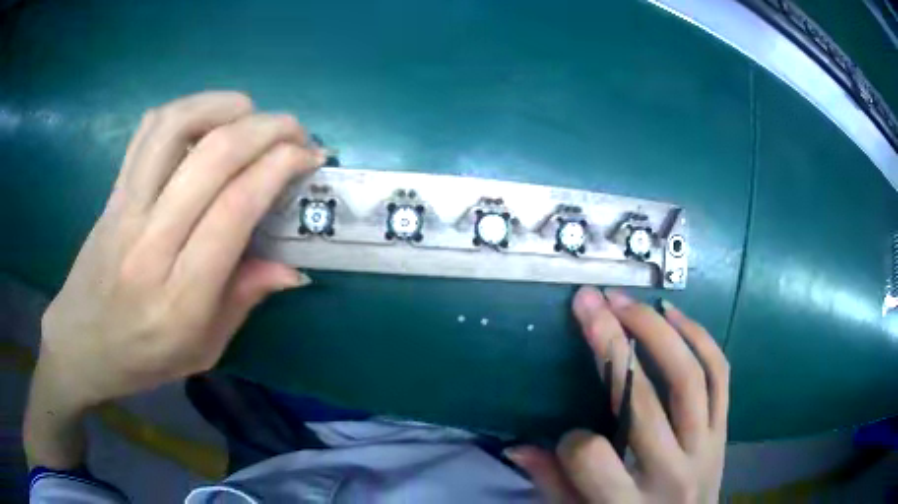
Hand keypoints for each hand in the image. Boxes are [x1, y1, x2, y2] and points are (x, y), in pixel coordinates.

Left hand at [26, 91, 322, 466]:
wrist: (81, 343)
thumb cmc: (143, 357)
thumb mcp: (204, 350)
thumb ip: (245, 300)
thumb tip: (293, 268)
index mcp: (181, 296)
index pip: (236, 208)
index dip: (281, 168)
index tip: (309, 157)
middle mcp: (150, 242)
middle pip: (213, 157)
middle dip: (268, 129)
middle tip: (296, 132)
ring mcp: (126, 208)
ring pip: (176, 127)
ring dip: (226, 107)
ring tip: (252, 116)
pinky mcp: (113, 191)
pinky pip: (148, 130)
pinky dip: (187, 108)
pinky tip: (208, 119)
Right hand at [508, 287, 728, 502]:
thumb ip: (554, 485)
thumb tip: (518, 446)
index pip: (590, 457)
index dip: (570, 442)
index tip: (566, 438)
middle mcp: (672, 473)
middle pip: (643, 401)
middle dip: (612, 344)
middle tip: (591, 303)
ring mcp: (705, 446)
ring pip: (688, 377)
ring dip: (657, 330)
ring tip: (628, 302)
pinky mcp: (724, 429)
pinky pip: (720, 375)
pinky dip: (700, 337)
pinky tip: (673, 314)